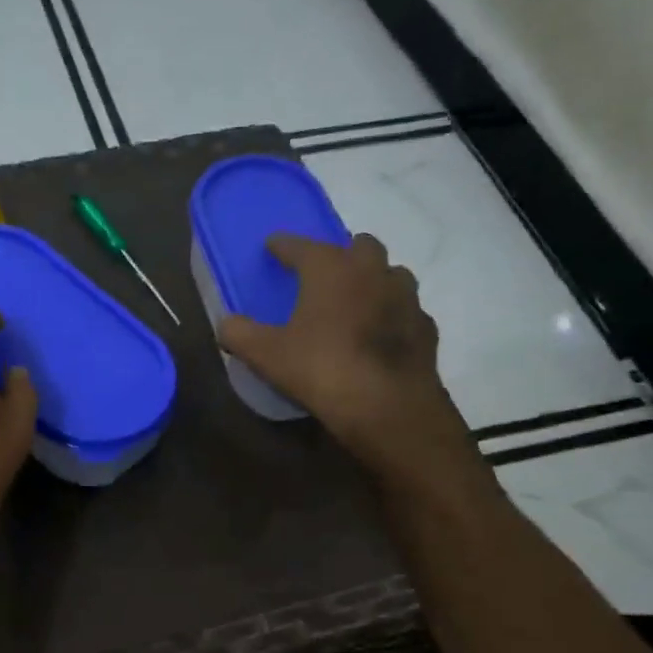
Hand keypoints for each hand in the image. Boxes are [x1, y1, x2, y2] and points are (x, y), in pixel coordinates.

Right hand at [218, 233, 482, 490]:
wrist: (387, 407)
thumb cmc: (321, 369)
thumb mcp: (267, 356)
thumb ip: (240, 334)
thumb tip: (226, 324)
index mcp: (331, 270)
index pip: (302, 245)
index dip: (284, 245)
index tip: (273, 245)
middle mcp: (372, 272)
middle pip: (360, 246)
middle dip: (342, 253)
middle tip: (324, 272)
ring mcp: (406, 298)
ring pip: (392, 274)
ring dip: (374, 280)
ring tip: (357, 300)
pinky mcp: (425, 328)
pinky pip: (408, 311)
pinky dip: (393, 315)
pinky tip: (382, 334)